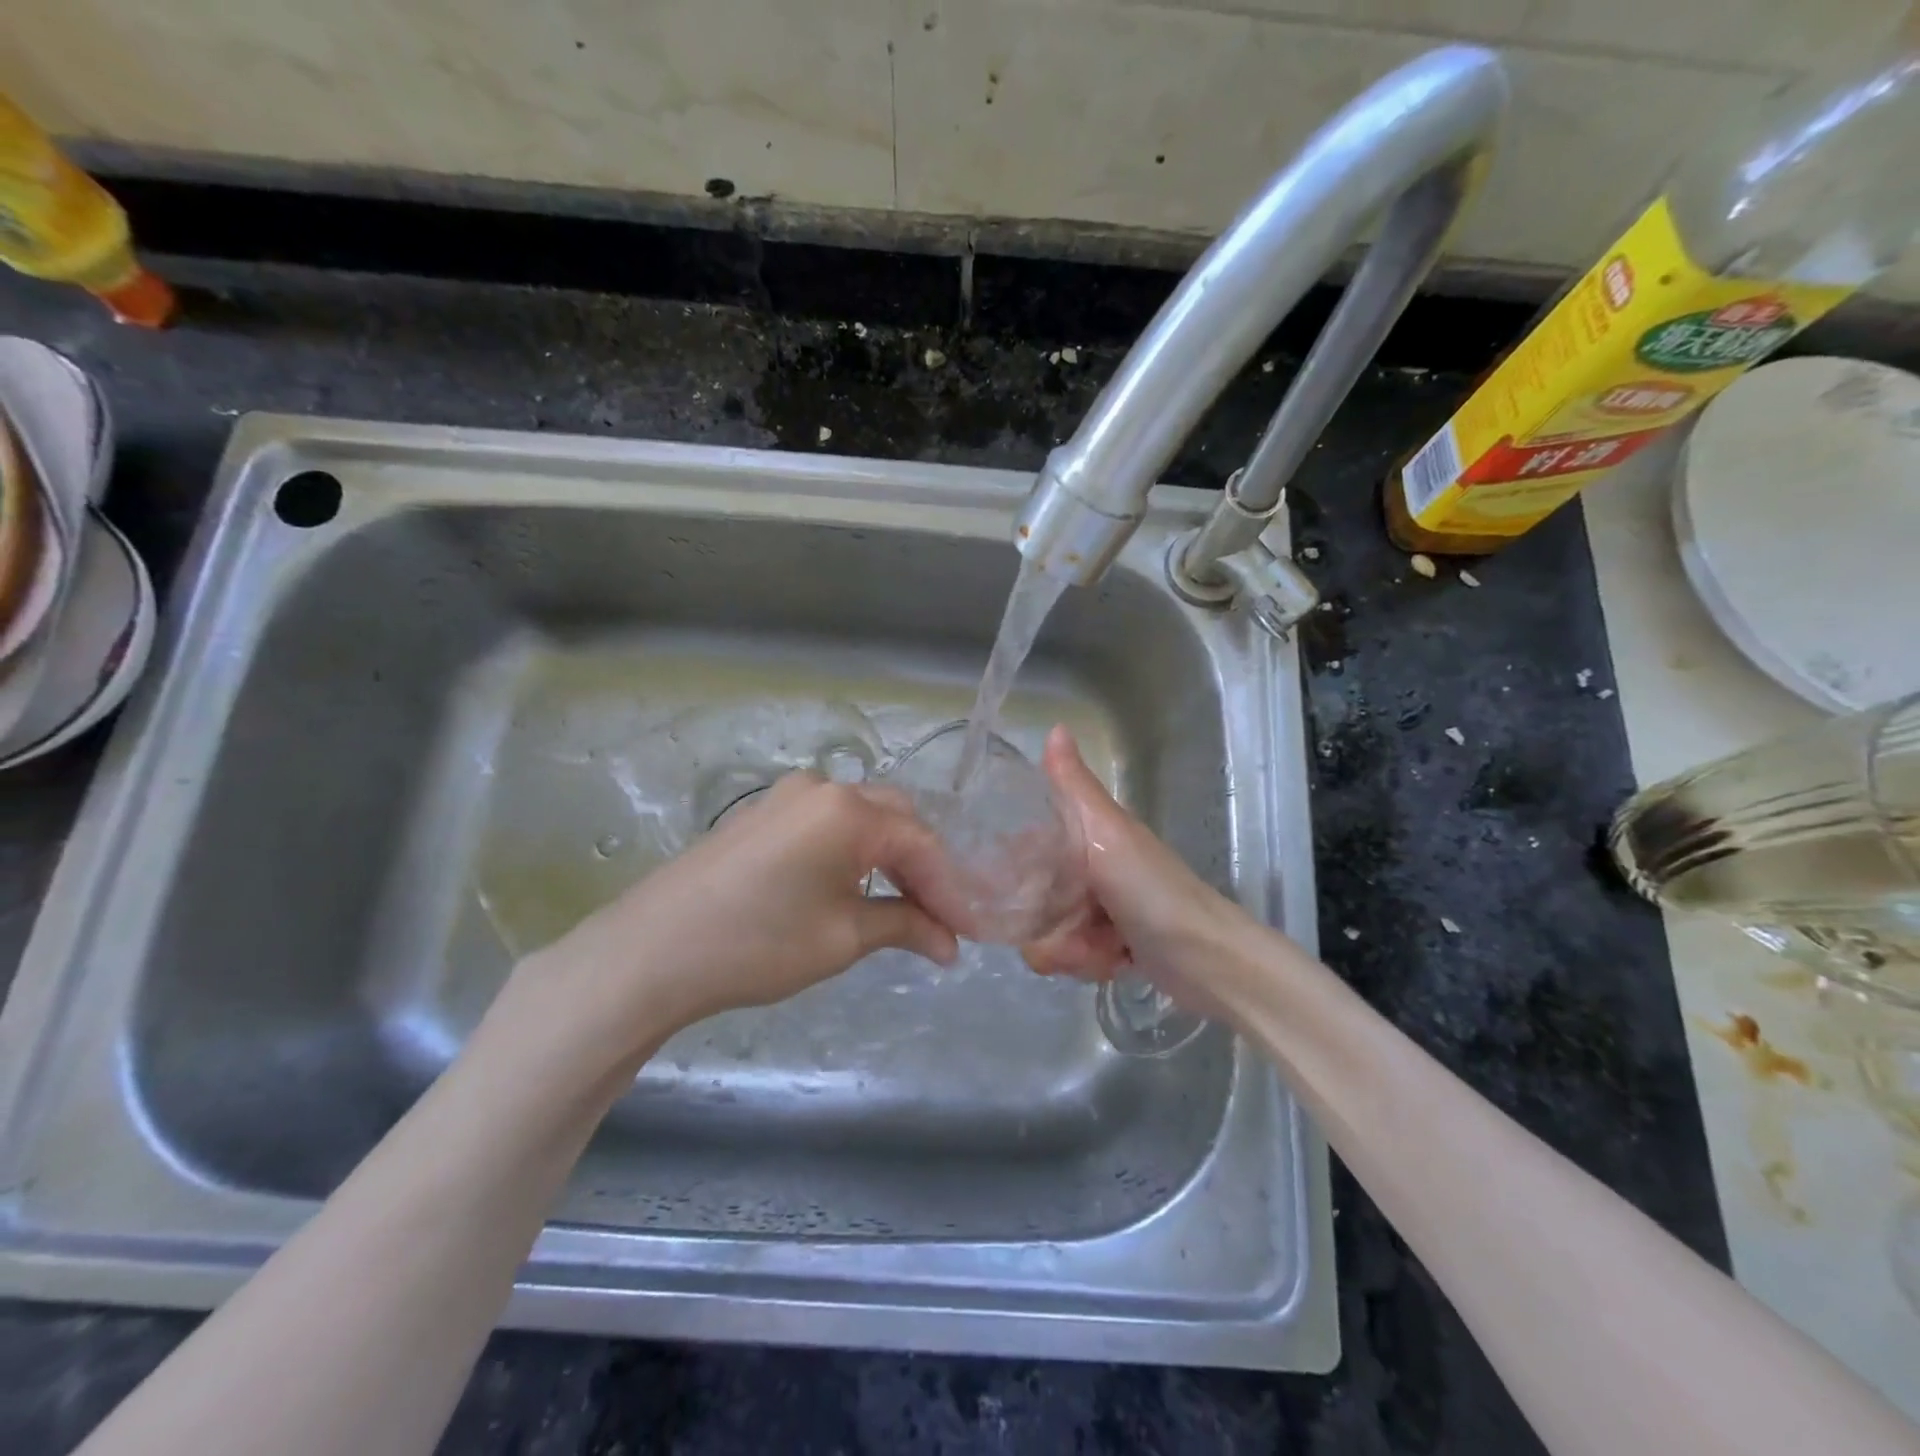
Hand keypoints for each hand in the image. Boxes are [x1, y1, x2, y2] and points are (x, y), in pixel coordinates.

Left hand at [511, 774, 965, 1076]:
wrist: (651, 952)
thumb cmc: (758, 943)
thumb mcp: (843, 938)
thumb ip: (905, 926)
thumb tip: (948, 942)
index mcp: (848, 810)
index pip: (922, 844)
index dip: (950, 889)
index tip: (969, 931)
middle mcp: (823, 788)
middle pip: (897, 819)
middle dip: (925, 867)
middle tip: (943, 916)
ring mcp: (787, 797)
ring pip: (863, 818)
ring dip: (891, 858)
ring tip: (908, 907)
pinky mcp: (763, 814)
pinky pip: (828, 824)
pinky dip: (855, 853)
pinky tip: (859, 887)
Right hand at [1021, 726, 1252, 994]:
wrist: (1208, 960)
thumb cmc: (1152, 891)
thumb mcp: (1108, 834)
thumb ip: (1074, 788)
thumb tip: (1055, 727)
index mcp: (1087, 835)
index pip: (1028, 845)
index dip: (1014, 867)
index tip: (1010, 888)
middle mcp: (1088, 869)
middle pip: (1032, 897)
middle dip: (1046, 923)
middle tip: (1076, 928)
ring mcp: (1098, 910)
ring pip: (1048, 933)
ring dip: (1071, 949)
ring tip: (1103, 948)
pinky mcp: (1109, 946)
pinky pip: (1071, 957)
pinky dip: (1089, 964)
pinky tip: (1114, 963)